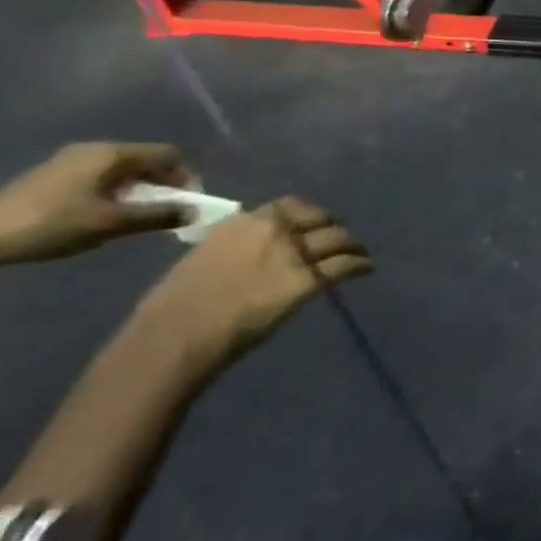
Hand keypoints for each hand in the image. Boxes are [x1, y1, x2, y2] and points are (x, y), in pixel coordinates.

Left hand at [0, 142, 194, 263]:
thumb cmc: (51, 225)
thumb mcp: (111, 223)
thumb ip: (158, 215)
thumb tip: (196, 212)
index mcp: (112, 153)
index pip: (167, 155)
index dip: (184, 177)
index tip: (187, 204)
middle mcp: (95, 148)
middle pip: (145, 160)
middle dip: (162, 184)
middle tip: (166, 213)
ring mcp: (71, 159)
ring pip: (122, 169)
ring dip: (138, 190)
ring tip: (136, 217)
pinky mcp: (54, 174)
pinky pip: (101, 176)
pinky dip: (115, 192)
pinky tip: (104, 215)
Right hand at [133, 198, 369, 374]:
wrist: (175, 334)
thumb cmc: (173, 306)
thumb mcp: (202, 258)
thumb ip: (231, 248)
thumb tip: (246, 254)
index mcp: (243, 222)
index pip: (288, 206)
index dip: (306, 214)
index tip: (311, 223)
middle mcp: (274, 231)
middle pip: (319, 219)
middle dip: (332, 227)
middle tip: (339, 238)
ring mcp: (293, 254)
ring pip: (337, 239)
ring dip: (351, 244)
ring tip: (360, 251)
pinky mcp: (306, 281)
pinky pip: (343, 266)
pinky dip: (359, 264)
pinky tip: (366, 268)